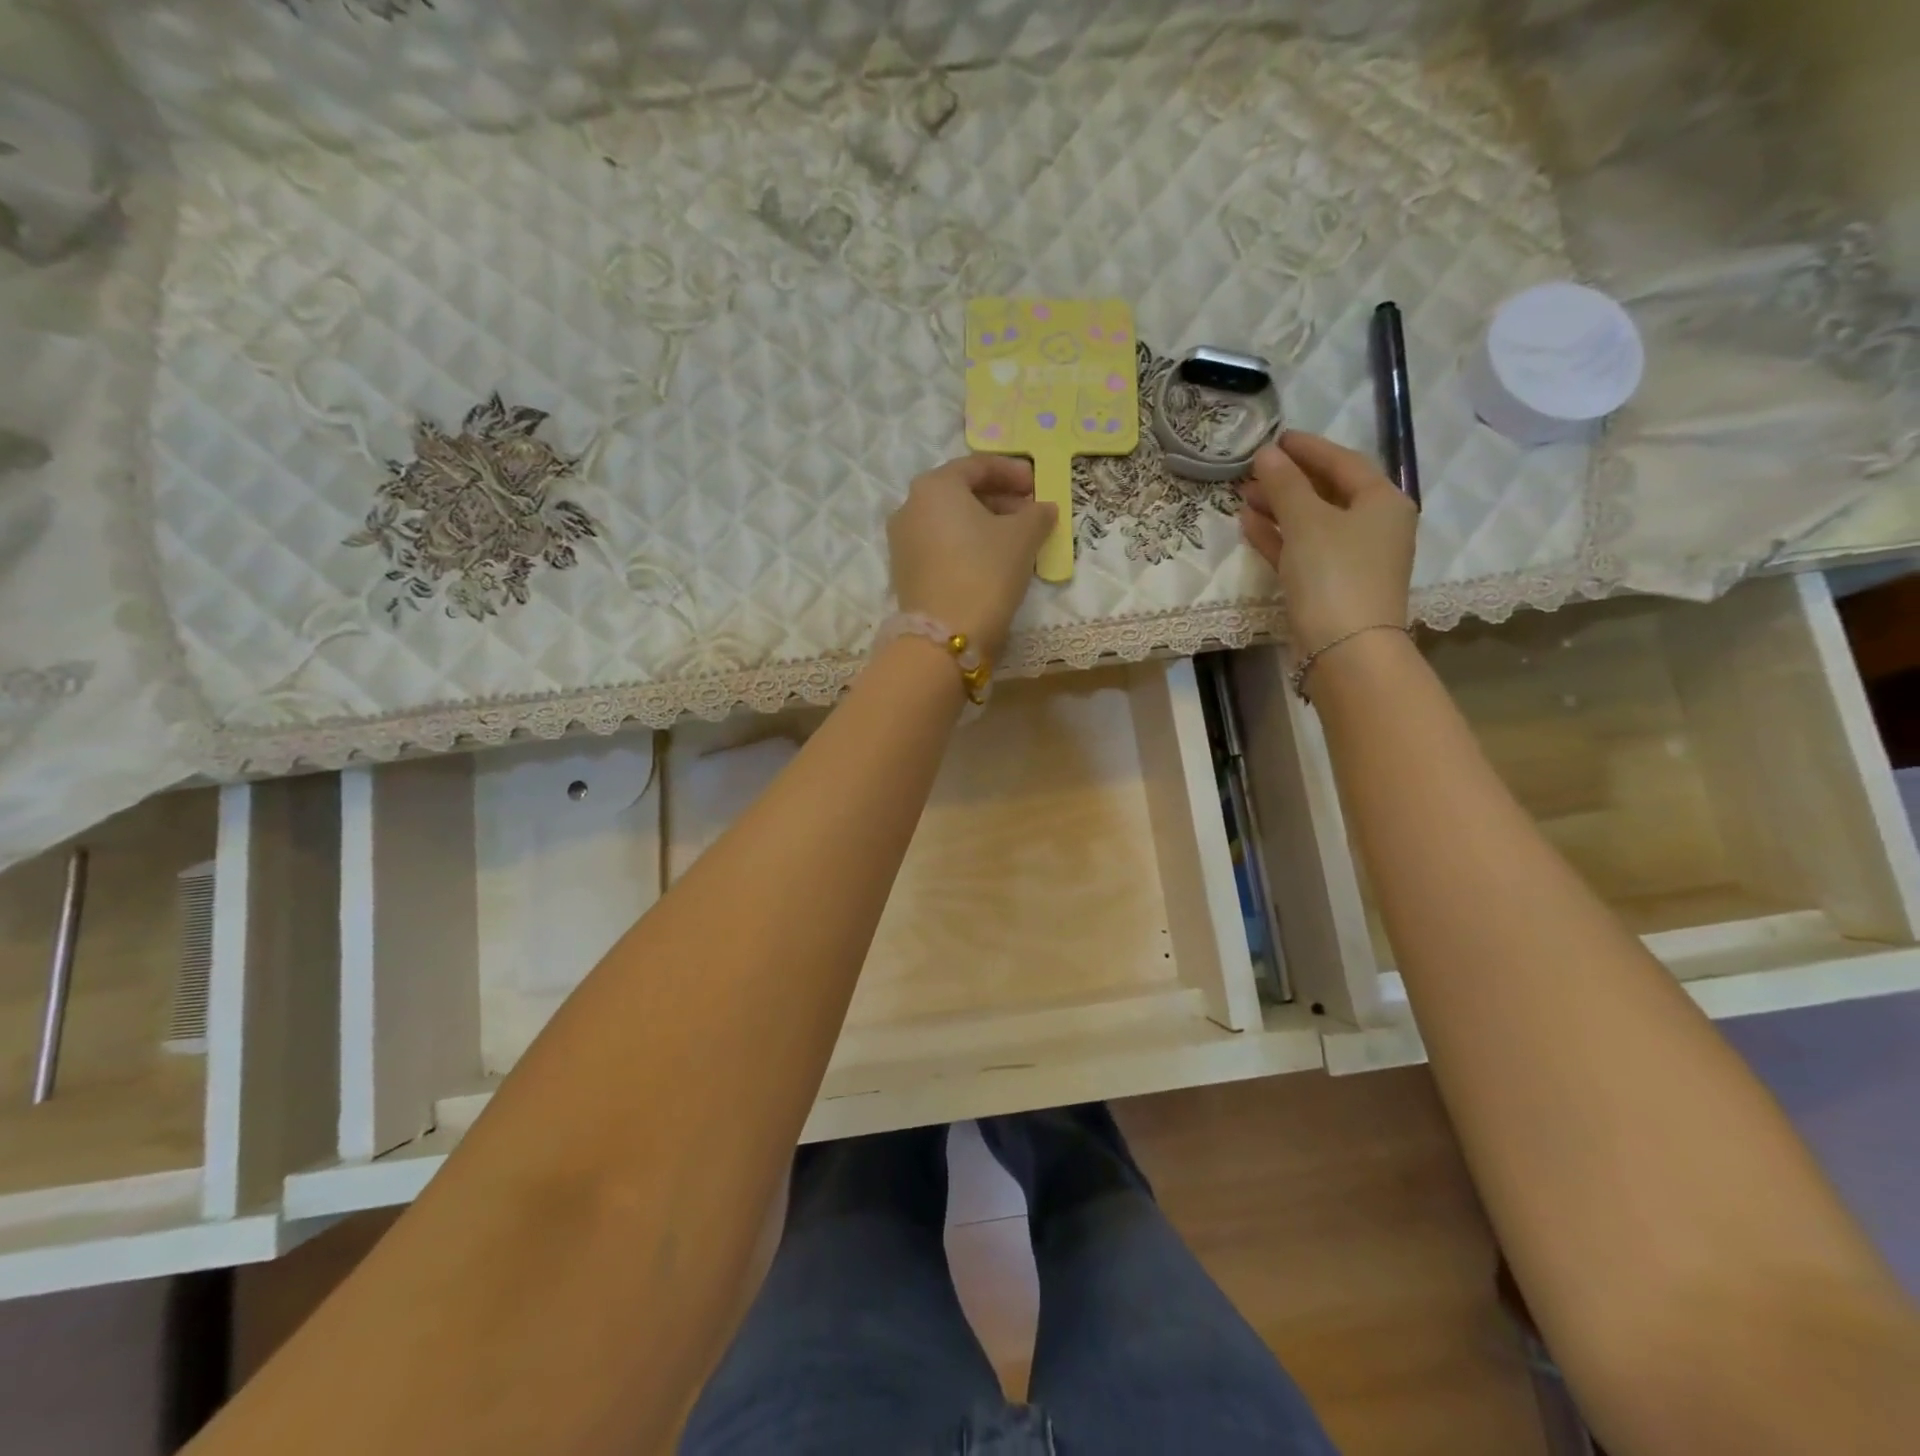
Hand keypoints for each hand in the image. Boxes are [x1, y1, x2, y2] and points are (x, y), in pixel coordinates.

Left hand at [887, 454, 1056, 661]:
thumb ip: (1037, 514)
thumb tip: (1042, 508)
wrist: (946, 635)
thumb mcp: (1022, 537)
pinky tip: (990, 560)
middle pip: (960, 492)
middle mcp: (910, 506)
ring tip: (1015, 538)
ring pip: (949, 520)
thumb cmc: (986, 572)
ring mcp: (902, 540)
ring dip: (983, 523)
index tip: (1037, 485)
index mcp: (935, 486)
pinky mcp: (904, 570)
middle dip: (998, 498)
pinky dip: (965, 543)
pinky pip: (940, 544)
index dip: (1013, 472)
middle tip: (1029, 512)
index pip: (978, 465)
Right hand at [1240, 431, 1417, 654]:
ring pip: (1312, 523)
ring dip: (1279, 508)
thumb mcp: (1307, 522)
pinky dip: (1279, 537)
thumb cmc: (1334, 575)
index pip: (1344, 462)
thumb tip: (1266, 454)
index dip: (1309, 449)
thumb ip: (1285, 485)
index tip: (1276, 438)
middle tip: (1254, 469)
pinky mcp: (1331, 586)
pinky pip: (1303, 550)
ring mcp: (1353, 559)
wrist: (1345, 649)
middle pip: (1328, 492)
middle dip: (1289, 480)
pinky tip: (1251, 525)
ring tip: (1244, 496)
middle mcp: (1374, 526)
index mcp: (1382, 501)